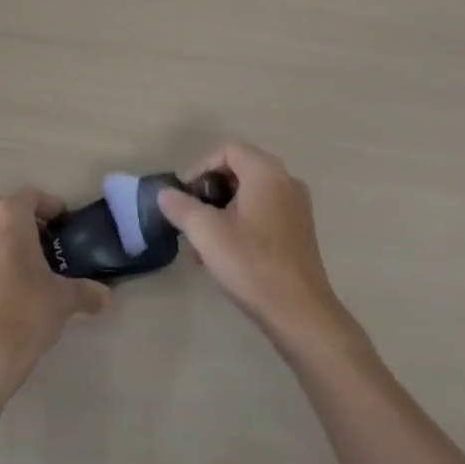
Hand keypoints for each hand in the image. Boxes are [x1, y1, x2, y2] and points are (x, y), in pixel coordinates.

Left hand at [0, 188, 110, 403]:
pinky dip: (0, 259)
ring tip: (37, 266)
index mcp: (9, 216)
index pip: (32, 196)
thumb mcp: (63, 299)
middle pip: (10, 211)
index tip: (67, 224)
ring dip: (13, 241)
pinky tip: (17, 286)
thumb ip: (87, 292)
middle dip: (31, 222)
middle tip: (53, 243)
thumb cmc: (26, 311)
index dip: (52, 206)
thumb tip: (107, 297)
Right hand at [157, 143, 360, 358]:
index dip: (200, 167)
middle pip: (239, 169)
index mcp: (266, 172)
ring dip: (223, 209)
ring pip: (250, 192)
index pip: (227, 149)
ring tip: (203, 240)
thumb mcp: (206, 233)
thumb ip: (181, 207)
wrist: (300, 313)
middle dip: (210, 190)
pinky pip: (264, 210)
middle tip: (191, 215)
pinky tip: (226, 252)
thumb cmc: (251, 264)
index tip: (184, 195)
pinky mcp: (300, 230)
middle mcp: (286, 180)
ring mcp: (297, 206)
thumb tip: (165, 193)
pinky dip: (242, 220)